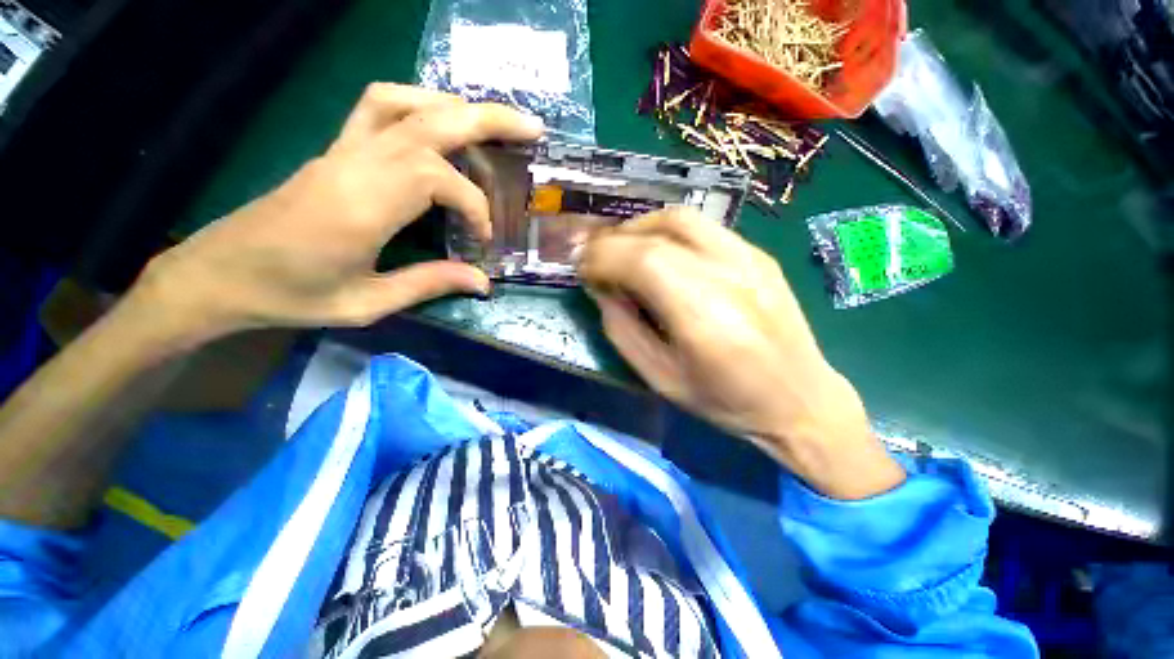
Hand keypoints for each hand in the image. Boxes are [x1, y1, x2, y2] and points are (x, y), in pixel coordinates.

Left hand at [132, 83, 543, 346]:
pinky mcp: (335, 150)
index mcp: (363, 205)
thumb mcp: (367, 302)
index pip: (439, 179)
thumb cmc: (290, 295)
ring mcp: (342, 150)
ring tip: (490, 125)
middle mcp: (356, 164)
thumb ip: (430, 284)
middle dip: (489, 120)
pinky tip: (437, 123)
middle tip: (532, 129)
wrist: (219, 274)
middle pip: (431, 120)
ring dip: (454, 106)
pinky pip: (378, 107)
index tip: (483, 240)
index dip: (475, 206)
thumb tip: (483, 282)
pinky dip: (417, 103)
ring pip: (405, 102)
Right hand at [578, 209, 904, 498]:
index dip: (603, 256)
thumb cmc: (725, 400)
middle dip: (614, 240)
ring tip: (620, 249)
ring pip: (680, 218)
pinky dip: (666, 231)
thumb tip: (601, 288)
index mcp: (704, 317)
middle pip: (658, 233)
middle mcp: (729, 276)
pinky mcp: (758, 255)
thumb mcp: (659, 377)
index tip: (581, 268)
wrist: (799, 399)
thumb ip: (622, 328)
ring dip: (639, 228)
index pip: (642, 260)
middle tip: (592, 256)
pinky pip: (702, 227)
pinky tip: (656, 252)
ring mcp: (750, 259)